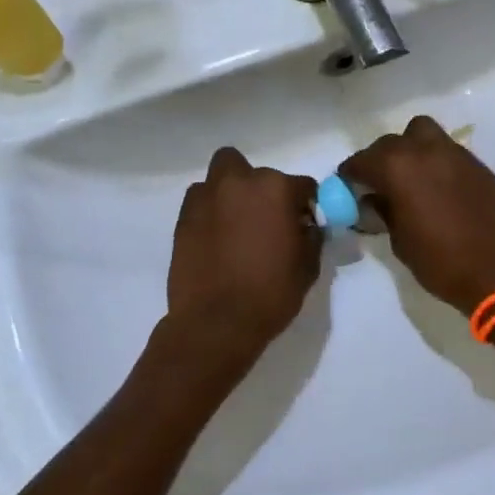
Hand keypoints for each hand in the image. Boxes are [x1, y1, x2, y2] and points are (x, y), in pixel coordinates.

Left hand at [158, 147, 320, 387]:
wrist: (216, 323)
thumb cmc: (270, 293)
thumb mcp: (308, 266)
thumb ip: (311, 236)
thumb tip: (306, 226)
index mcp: (276, 189)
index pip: (303, 186)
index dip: (306, 206)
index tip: (304, 225)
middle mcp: (240, 182)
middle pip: (256, 172)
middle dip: (264, 189)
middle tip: (267, 219)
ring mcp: (207, 197)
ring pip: (222, 177)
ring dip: (233, 192)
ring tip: (237, 224)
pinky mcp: (183, 217)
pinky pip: (202, 200)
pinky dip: (211, 210)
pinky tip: (217, 237)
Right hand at [339, 116, 494, 316]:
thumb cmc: (440, 261)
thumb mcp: (399, 241)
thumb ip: (384, 211)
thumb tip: (374, 199)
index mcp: (398, 167)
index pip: (362, 161)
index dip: (351, 174)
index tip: (348, 187)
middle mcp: (424, 150)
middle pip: (391, 142)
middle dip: (379, 159)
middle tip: (378, 184)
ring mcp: (455, 153)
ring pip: (423, 134)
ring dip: (410, 149)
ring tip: (410, 176)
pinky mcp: (477, 165)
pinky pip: (447, 151)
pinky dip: (435, 161)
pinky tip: (438, 187)